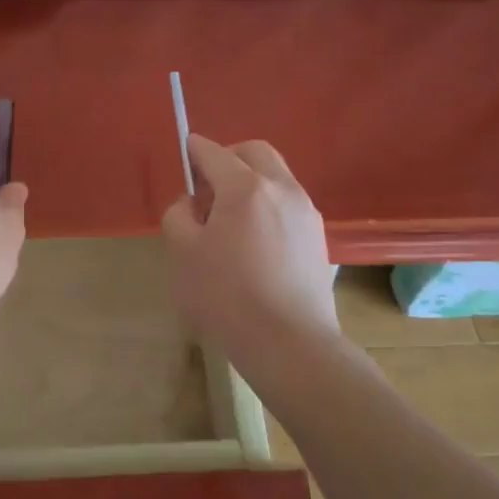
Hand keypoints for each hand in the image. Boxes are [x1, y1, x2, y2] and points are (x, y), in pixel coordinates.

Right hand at [161, 134, 338, 364]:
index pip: (213, 151)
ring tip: (231, 222)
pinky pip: (287, 204)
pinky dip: (268, 206)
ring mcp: (306, 212)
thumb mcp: (183, 253)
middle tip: (208, 191)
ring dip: (250, 183)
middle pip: (253, 152)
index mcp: (245, 187)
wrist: (291, 346)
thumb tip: (193, 204)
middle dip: (227, 159)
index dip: (193, 152)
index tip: (183, 163)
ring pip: (275, 176)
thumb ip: (179, 215)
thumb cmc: (228, 297)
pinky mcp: (318, 238)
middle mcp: (281, 188)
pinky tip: (255, 243)